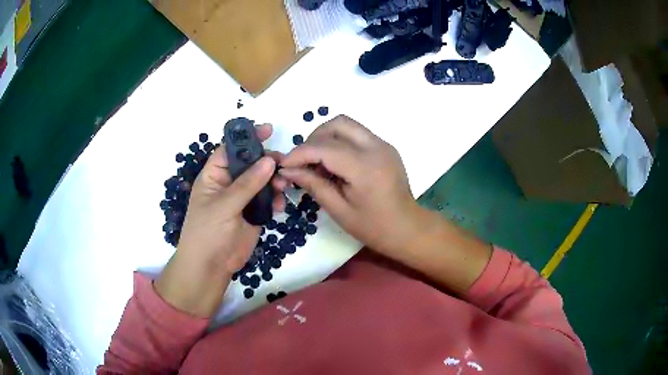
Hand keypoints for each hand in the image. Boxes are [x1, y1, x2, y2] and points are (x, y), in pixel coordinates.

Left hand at [155, 124, 286, 316]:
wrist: (211, 266)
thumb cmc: (207, 232)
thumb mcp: (224, 205)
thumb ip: (247, 183)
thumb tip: (269, 160)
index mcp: (215, 175)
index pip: (231, 149)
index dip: (247, 138)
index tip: (268, 130)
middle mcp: (229, 183)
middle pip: (251, 163)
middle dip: (267, 161)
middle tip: (283, 163)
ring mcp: (243, 198)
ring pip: (263, 181)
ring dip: (276, 180)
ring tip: (285, 185)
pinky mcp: (254, 213)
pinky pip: (269, 199)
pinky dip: (277, 199)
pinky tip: (281, 205)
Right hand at [279, 115, 421, 255]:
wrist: (407, 228)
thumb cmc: (373, 227)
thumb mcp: (339, 210)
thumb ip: (313, 185)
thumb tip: (287, 170)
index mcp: (365, 168)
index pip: (324, 147)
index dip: (299, 153)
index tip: (283, 164)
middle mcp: (376, 147)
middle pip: (337, 124)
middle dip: (313, 138)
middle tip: (304, 161)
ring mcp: (383, 144)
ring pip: (347, 124)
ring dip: (326, 137)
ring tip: (319, 162)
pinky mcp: (385, 146)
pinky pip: (357, 134)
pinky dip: (340, 141)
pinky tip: (336, 163)